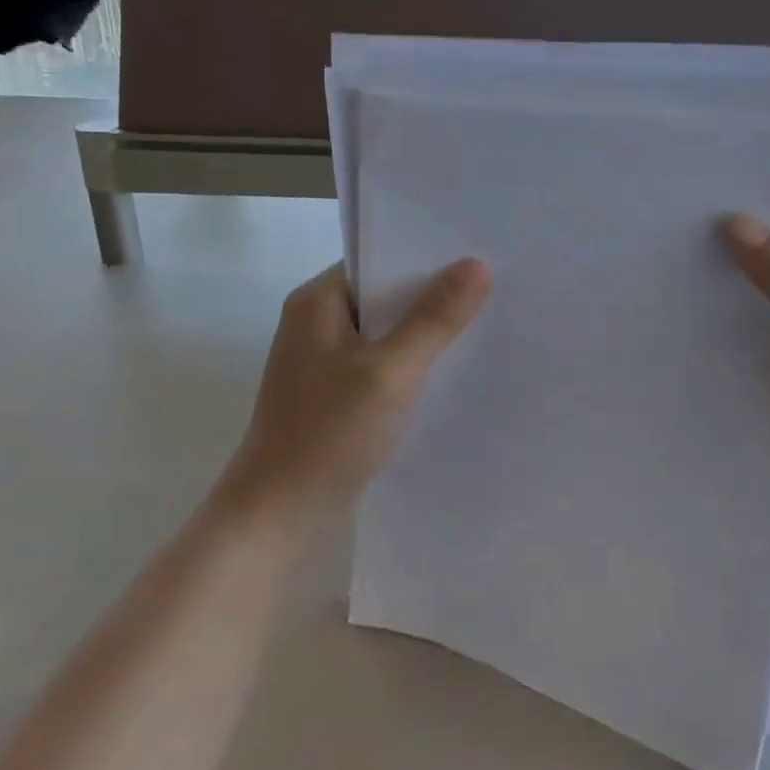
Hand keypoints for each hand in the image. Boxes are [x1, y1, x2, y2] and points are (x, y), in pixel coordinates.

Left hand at [218, 259, 492, 525]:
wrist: (278, 514)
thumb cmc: (330, 432)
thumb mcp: (391, 371)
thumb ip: (434, 317)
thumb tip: (477, 264)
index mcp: (317, 301)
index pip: (379, 258)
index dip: (427, 256)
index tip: (476, 255)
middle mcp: (316, 320)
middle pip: (384, 292)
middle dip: (432, 292)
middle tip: (491, 287)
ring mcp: (322, 357)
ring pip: (384, 328)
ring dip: (422, 328)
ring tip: (479, 322)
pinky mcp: (332, 389)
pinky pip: (379, 358)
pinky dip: (408, 359)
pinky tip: (445, 367)